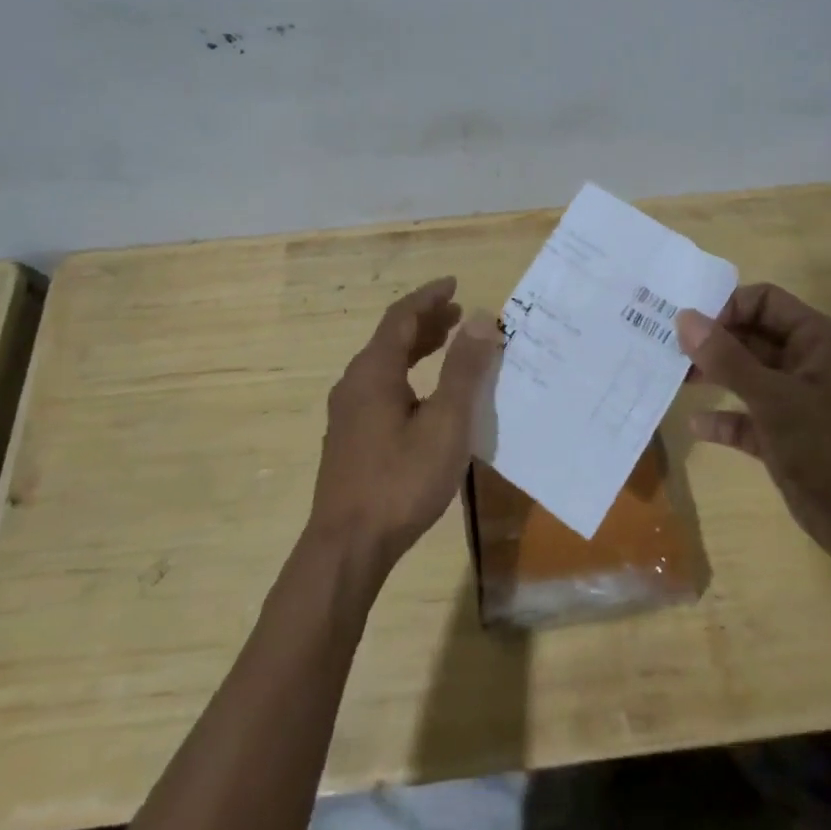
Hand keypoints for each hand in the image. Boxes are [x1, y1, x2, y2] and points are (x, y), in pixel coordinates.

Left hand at [312, 277, 502, 569]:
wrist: (348, 545)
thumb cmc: (401, 480)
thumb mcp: (445, 422)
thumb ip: (463, 369)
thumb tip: (482, 318)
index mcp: (374, 371)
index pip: (402, 317)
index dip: (429, 297)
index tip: (454, 284)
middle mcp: (355, 383)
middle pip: (391, 338)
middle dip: (426, 322)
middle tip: (459, 314)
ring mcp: (348, 413)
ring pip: (385, 365)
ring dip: (417, 348)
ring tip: (448, 344)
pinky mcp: (350, 438)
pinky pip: (381, 388)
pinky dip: (407, 375)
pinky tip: (425, 396)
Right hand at [677, 283, 830, 576]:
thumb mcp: (774, 399)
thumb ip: (726, 358)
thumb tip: (685, 317)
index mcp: (820, 340)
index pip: (766, 302)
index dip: (726, 308)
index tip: (688, 327)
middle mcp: (811, 363)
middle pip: (754, 337)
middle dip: (714, 343)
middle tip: (670, 351)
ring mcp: (802, 402)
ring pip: (750, 377)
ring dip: (715, 377)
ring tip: (676, 379)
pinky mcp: (792, 438)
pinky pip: (751, 418)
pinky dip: (726, 419)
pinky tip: (697, 426)